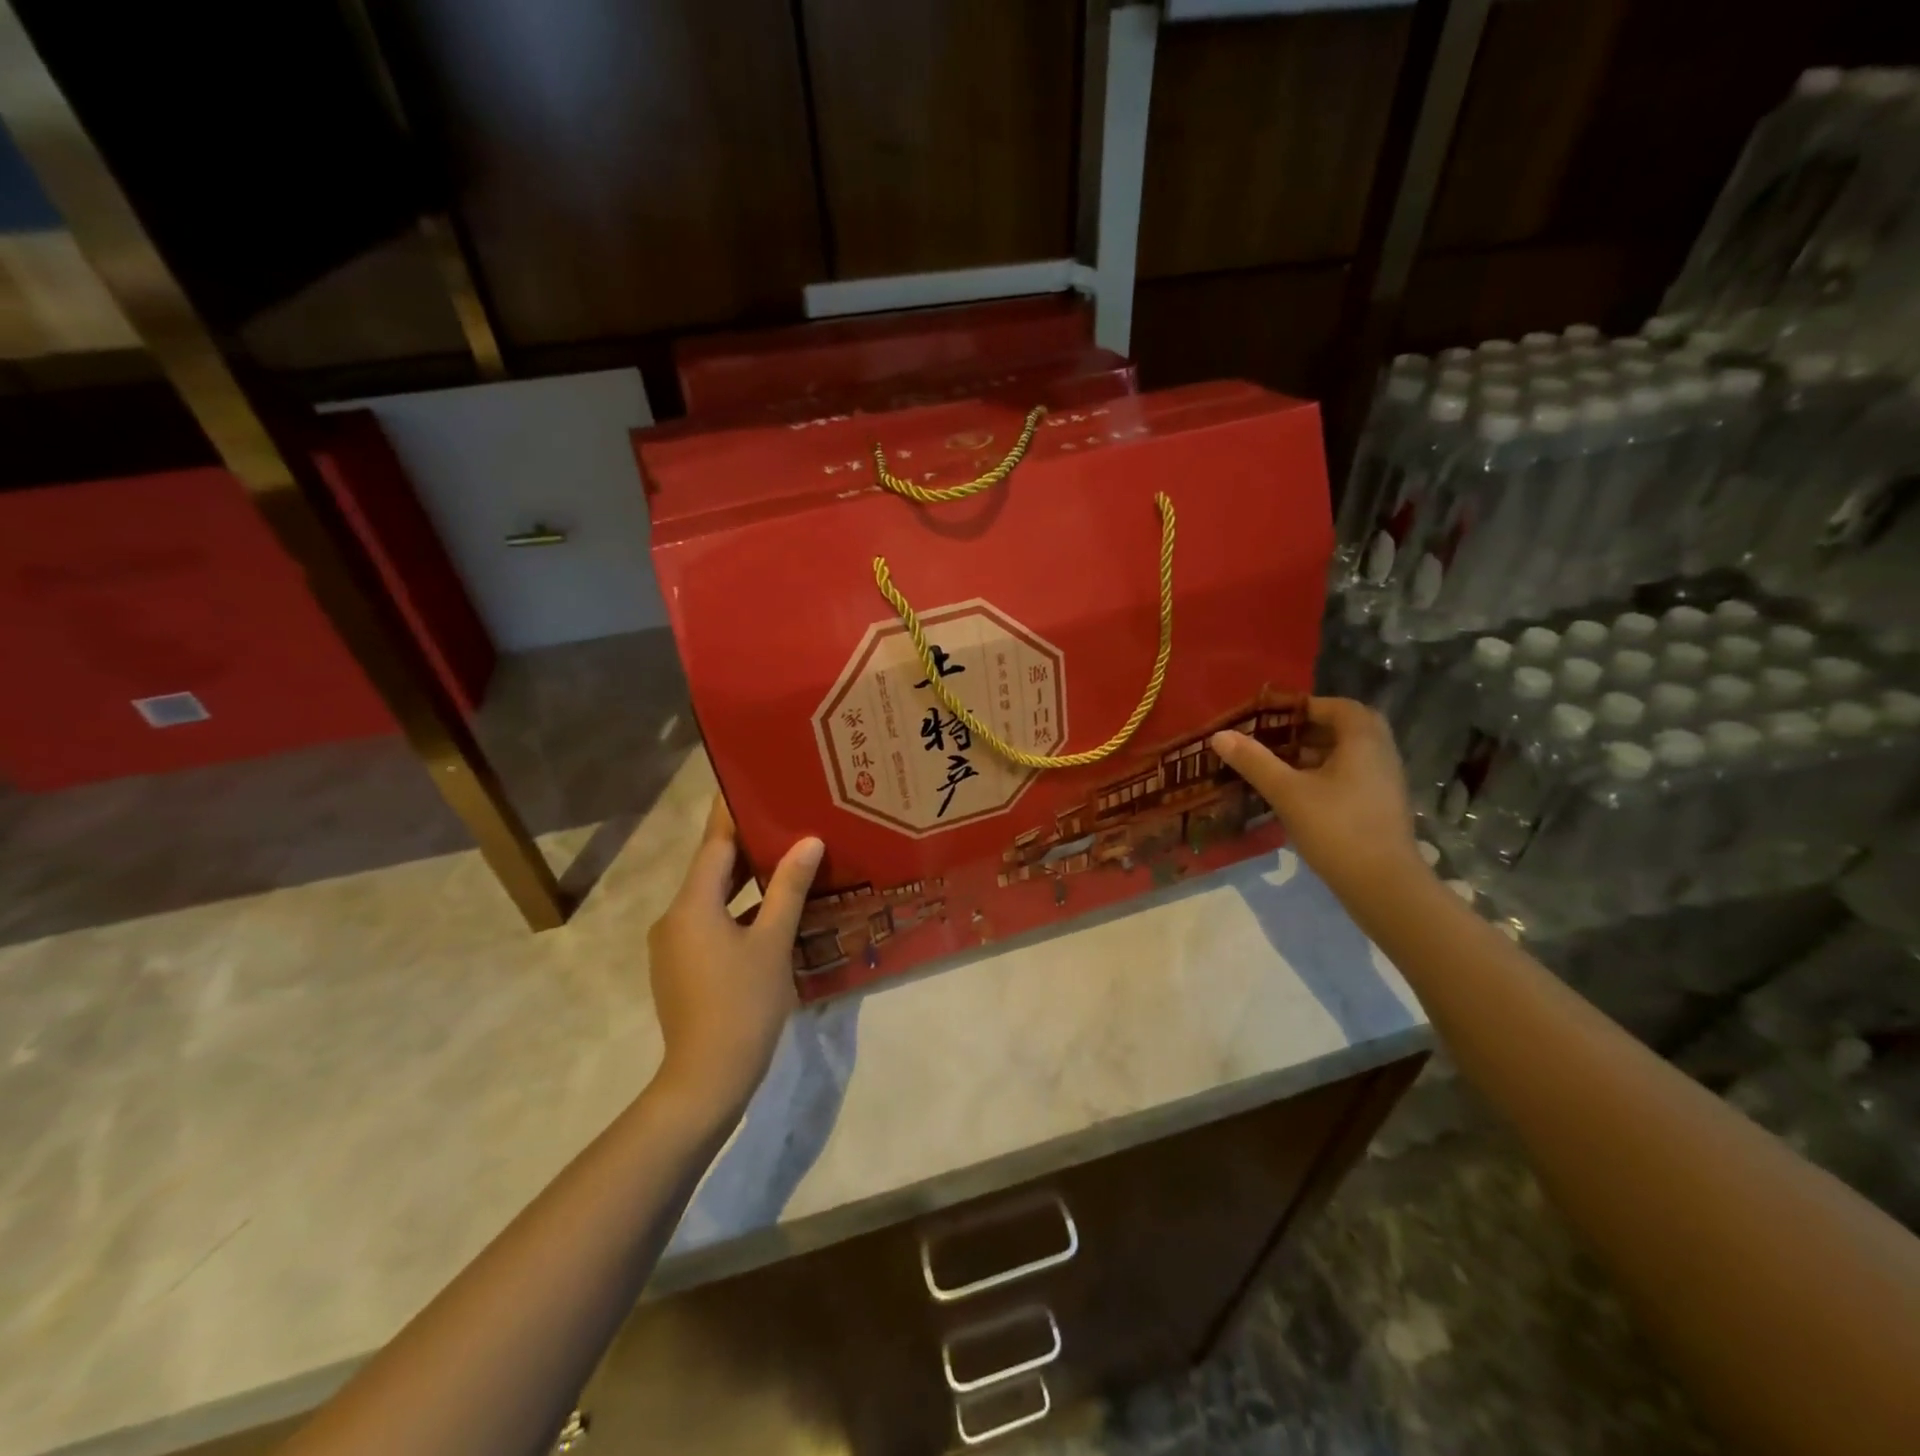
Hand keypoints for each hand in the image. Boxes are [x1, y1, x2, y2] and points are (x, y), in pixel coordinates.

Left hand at [647, 796, 823, 1120]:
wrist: (706, 1080)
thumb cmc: (743, 1004)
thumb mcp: (773, 942)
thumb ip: (789, 888)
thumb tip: (808, 841)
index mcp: (692, 906)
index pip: (714, 845)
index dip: (734, 816)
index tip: (752, 786)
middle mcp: (674, 918)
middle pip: (712, 870)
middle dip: (747, 848)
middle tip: (784, 821)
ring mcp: (673, 946)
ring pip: (711, 900)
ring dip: (745, 883)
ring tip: (785, 861)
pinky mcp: (680, 969)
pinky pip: (709, 924)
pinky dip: (737, 912)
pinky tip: (770, 914)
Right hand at [1211, 696, 1425, 897]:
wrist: (1382, 885)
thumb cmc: (1336, 828)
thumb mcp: (1287, 792)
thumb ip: (1254, 761)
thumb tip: (1220, 736)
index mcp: (1363, 741)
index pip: (1340, 707)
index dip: (1307, 706)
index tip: (1275, 716)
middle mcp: (1381, 754)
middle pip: (1348, 729)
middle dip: (1312, 729)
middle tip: (1279, 738)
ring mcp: (1385, 783)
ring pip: (1351, 754)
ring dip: (1318, 753)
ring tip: (1281, 765)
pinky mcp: (1381, 807)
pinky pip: (1354, 776)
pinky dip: (1328, 775)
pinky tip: (1300, 794)